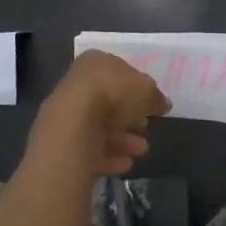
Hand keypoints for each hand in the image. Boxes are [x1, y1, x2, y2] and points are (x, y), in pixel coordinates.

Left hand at [27, 50, 169, 176]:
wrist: (74, 125)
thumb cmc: (113, 94)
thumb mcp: (147, 90)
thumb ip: (156, 97)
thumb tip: (163, 104)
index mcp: (95, 61)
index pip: (119, 72)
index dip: (137, 88)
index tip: (150, 105)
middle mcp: (78, 83)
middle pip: (108, 101)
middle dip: (130, 117)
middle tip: (146, 128)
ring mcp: (67, 112)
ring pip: (100, 126)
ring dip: (123, 139)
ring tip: (142, 150)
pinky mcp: (62, 140)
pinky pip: (90, 147)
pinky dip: (108, 155)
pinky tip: (125, 163)